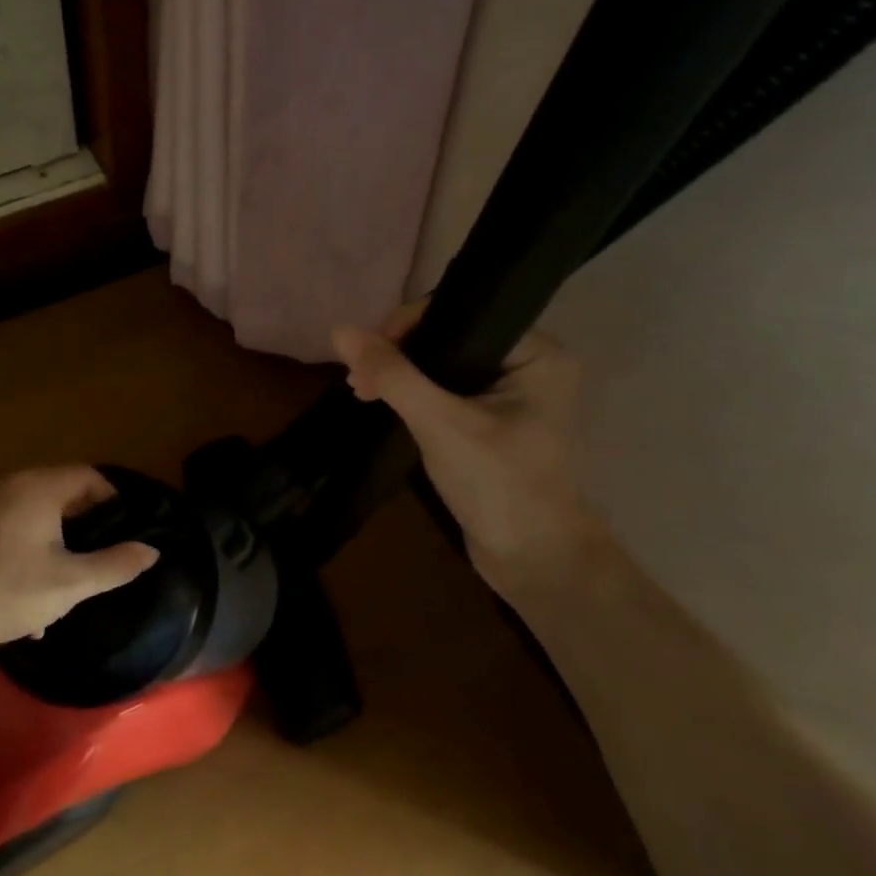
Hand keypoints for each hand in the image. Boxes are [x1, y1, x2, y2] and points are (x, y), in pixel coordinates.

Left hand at [0, 466, 158, 659]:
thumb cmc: (9, 592)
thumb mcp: (71, 583)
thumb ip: (116, 565)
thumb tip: (152, 550)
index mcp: (40, 488)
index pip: (90, 476)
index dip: (115, 500)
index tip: (129, 531)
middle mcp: (16, 487)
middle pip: (67, 493)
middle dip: (89, 525)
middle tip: (107, 556)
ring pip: (44, 516)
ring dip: (64, 544)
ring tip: (76, 583)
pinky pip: (22, 530)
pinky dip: (38, 552)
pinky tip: (39, 598)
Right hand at [331, 305, 597, 591]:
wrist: (533, 560)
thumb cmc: (499, 484)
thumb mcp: (440, 423)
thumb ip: (392, 374)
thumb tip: (339, 331)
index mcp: (535, 353)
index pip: (459, 315)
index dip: (406, 327)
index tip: (366, 358)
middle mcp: (527, 364)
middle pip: (446, 337)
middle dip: (397, 354)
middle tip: (358, 382)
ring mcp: (509, 393)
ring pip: (440, 364)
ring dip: (398, 374)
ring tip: (362, 393)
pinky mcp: (491, 420)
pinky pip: (444, 389)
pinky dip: (412, 394)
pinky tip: (382, 403)